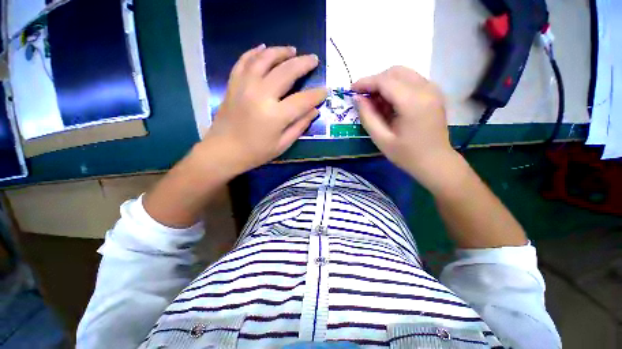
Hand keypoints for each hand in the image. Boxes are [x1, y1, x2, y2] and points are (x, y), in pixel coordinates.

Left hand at [200, 44, 326, 176]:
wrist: (223, 151)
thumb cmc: (256, 152)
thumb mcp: (282, 145)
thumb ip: (299, 126)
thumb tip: (314, 110)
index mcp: (275, 116)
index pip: (302, 100)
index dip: (316, 95)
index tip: (325, 91)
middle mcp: (260, 95)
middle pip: (286, 71)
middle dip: (303, 63)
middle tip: (313, 59)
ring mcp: (244, 86)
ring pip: (265, 59)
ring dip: (281, 51)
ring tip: (292, 50)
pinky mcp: (233, 84)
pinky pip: (244, 61)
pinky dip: (255, 52)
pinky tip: (264, 48)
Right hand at [353, 66, 460, 191]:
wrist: (435, 162)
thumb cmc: (406, 155)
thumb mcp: (381, 139)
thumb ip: (367, 116)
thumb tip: (357, 98)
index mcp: (413, 102)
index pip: (385, 81)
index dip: (365, 82)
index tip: (351, 89)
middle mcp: (426, 89)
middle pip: (395, 72)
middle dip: (375, 81)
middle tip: (363, 97)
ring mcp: (433, 89)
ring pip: (403, 73)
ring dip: (385, 83)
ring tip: (374, 101)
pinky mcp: (434, 93)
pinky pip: (411, 80)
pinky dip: (396, 86)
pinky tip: (389, 102)